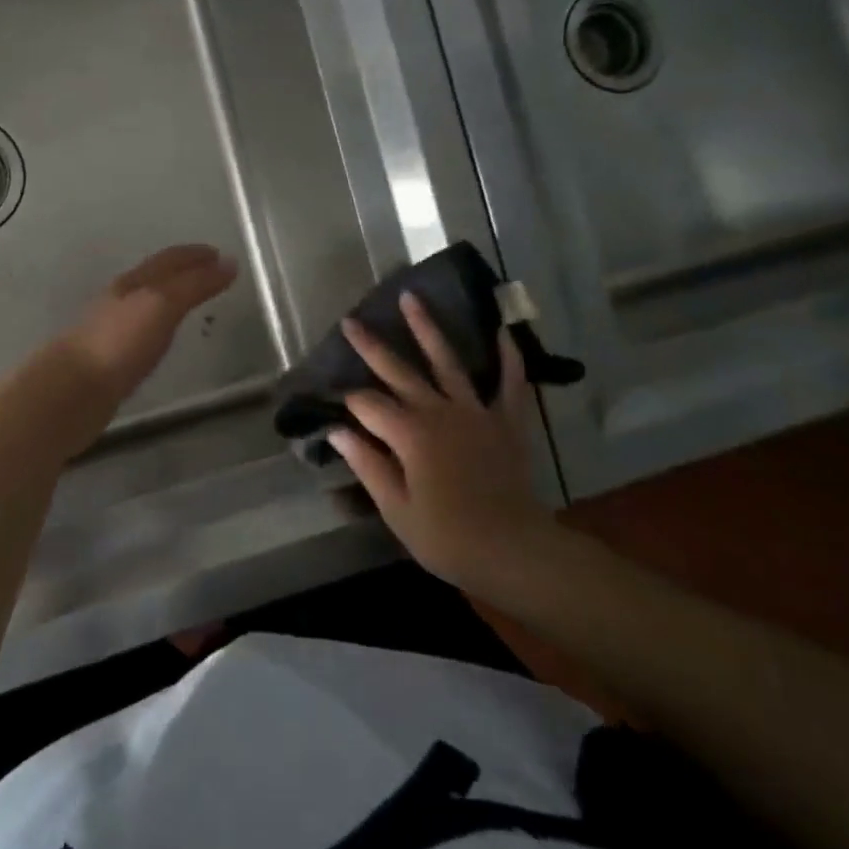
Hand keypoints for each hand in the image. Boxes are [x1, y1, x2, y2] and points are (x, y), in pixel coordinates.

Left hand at [60, 245, 237, 402]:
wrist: (73, 389)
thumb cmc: (121, 342)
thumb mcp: (163, 305)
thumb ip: (195, 285)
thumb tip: (229, 263)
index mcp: (134, 281)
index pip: (170, 259)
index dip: (196, 254)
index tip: (221, 255)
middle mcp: (122, 298)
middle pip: (157, 277)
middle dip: (185, 272)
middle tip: (213, 275)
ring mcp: (114, 327)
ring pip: (149, 302)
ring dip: (172, 297)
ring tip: (195, 302)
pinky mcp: (111, 356)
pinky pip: (143, 329)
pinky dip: (160, 323)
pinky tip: (164, 336)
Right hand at [329, 293, 554, 599]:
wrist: (514, 550)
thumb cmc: (448, 537)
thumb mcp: (397, 509)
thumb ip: (368, 465)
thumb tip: (337, 432)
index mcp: (409, 434)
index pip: (368, 406)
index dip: (348, 403)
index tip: (334, 405)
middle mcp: (439, 411)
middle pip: (399, 371)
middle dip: (372, 346)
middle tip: (351, 321)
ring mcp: (476, 412)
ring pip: (447, 362)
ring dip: (428, 329)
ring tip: (411, 298)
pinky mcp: (506, 422)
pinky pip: (510, 383)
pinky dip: (508, 357)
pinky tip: (502, 332)